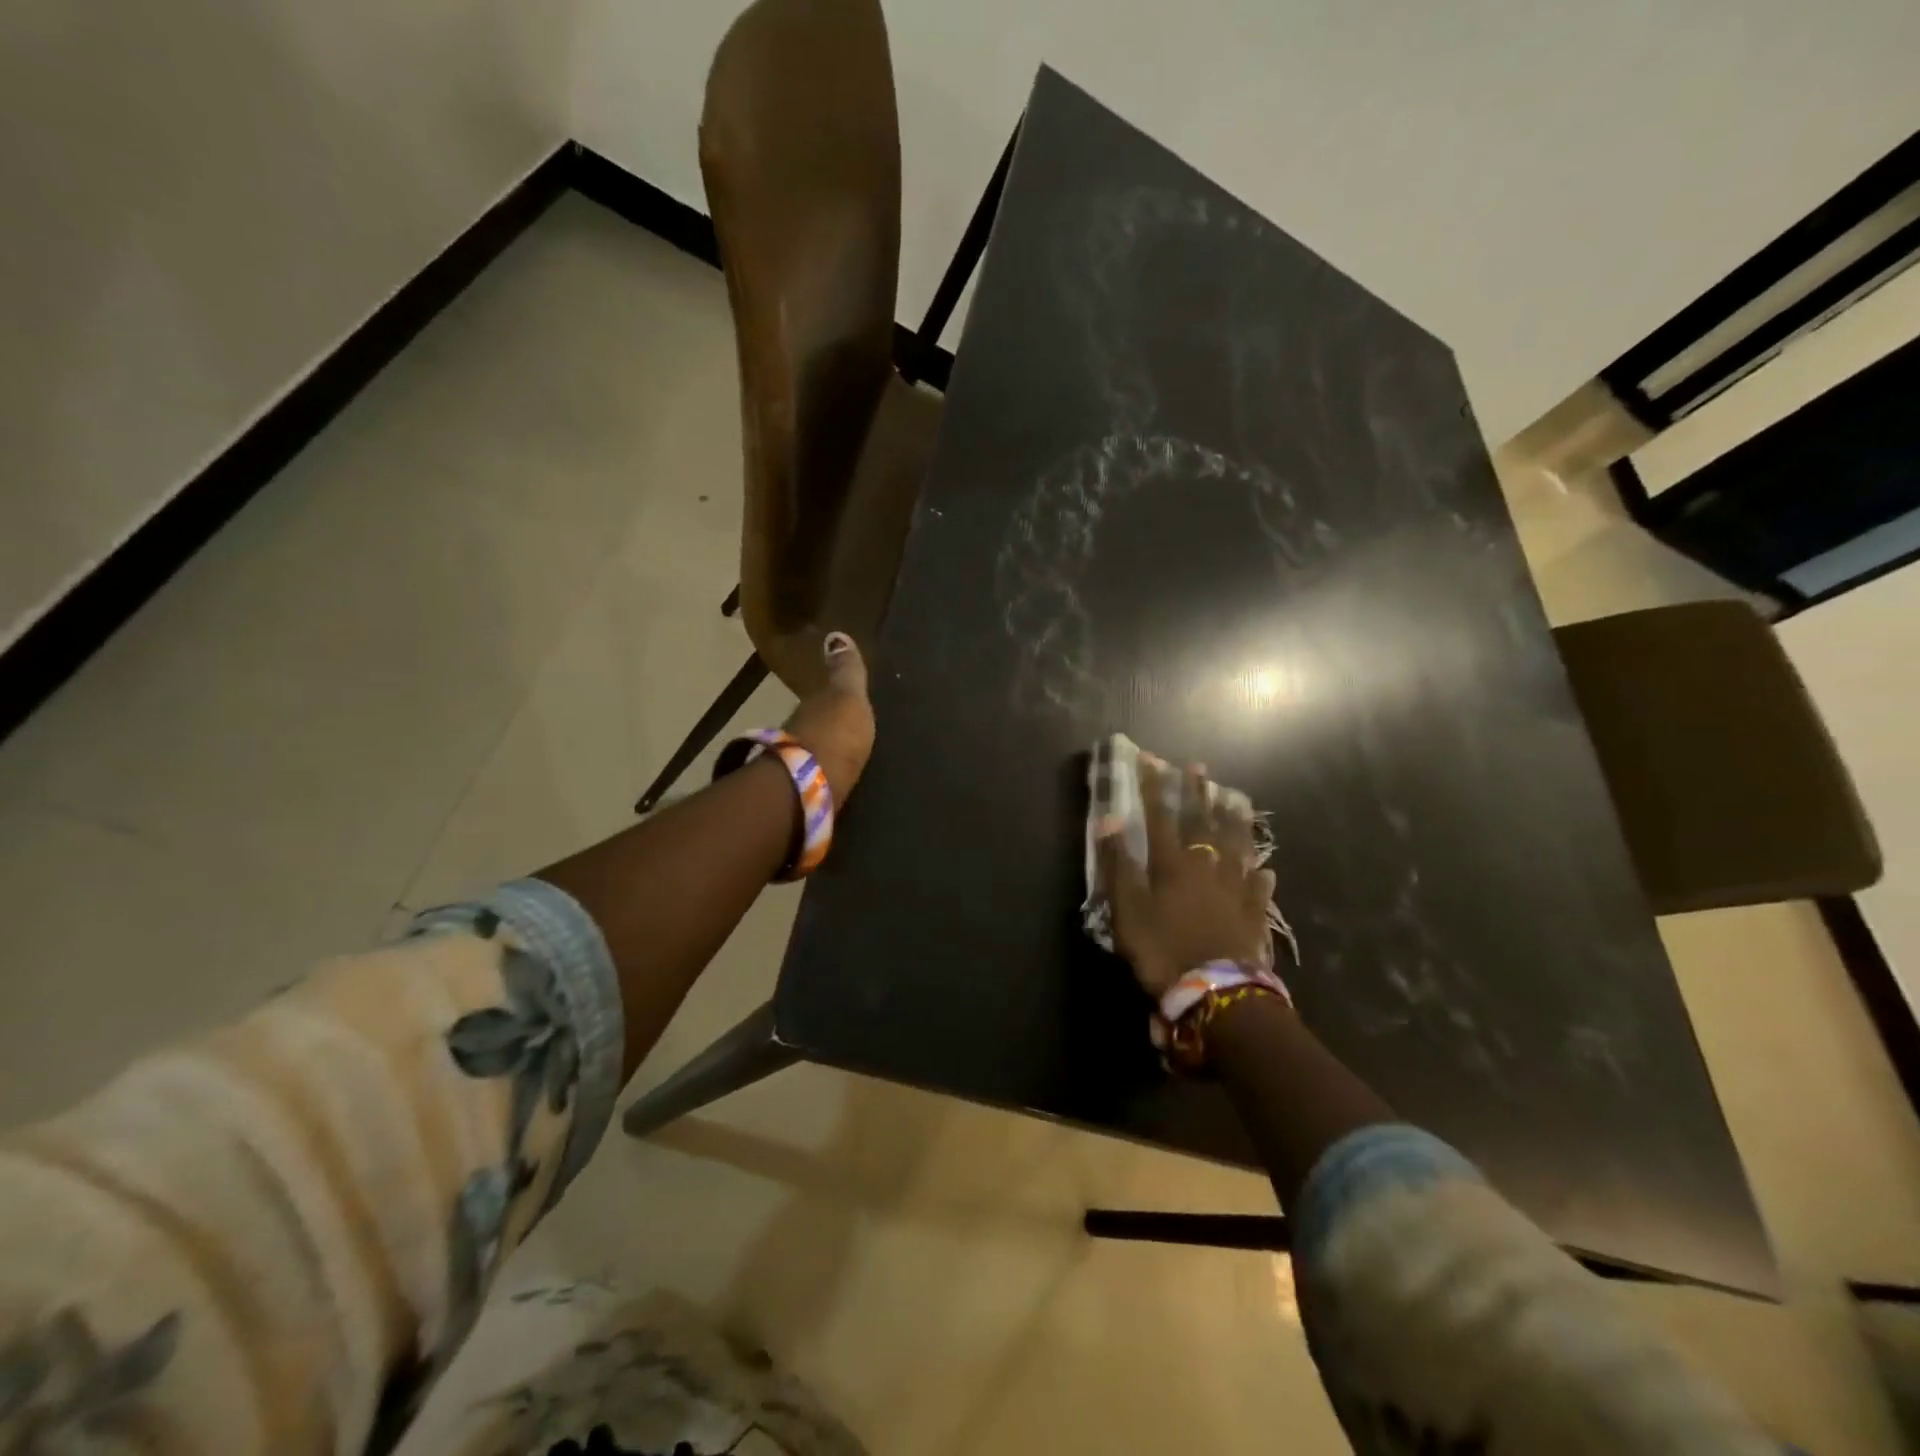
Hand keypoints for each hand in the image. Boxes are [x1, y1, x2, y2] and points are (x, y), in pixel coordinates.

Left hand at [781, 631, 875, 806]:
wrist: (811, 786)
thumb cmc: (836, 734)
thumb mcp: (848, 697)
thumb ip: (845, 671)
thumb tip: (836, 635)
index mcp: (812, 707)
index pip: (820, 700)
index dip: (828, 700)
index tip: (836, 701)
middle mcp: (798, 732)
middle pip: (811, 726)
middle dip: (822, 727)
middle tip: (839, 730)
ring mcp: (795, 764)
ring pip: (809, 752)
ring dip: (819, 753)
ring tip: (837, 757)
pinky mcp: (800, 793)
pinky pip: (812, 777)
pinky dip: (819, 775)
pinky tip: (829, 781)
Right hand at [1097, 759, 1276, 997]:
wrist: (1216, 991)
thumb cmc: (1163, 949)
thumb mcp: (1128, 909)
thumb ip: (1119, 864)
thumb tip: (1110, 820)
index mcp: (1172, 865)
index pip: (1160, 817)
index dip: (1154, 788)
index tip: (1151, 760)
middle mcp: (1206, 868)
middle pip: (1203, 823)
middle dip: (1197, 793)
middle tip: (1199, 767)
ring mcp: (1234, 890)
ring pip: (1237, 847)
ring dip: (1234, 821)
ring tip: (1236, 799)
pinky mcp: (1253, 915)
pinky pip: (1258, 889)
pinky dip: (1260, 876)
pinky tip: (1266, 869)